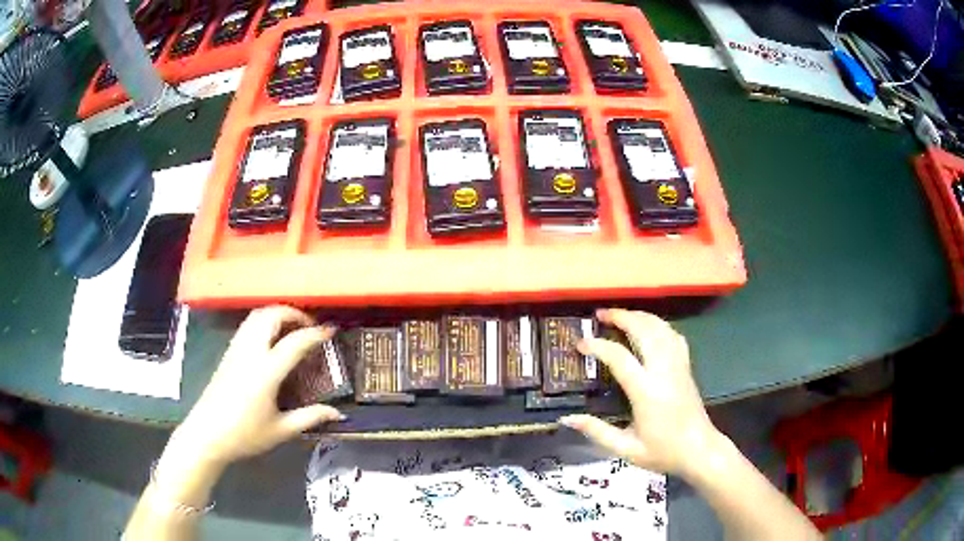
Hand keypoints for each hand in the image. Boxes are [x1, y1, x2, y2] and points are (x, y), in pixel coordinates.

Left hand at [168, 306, 344, 466]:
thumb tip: (337, 414)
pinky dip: (264, 321)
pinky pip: (248, 325)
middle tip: (309, 326)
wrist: (206, 434)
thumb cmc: (244, 435)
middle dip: (293, 313)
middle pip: (271, 316)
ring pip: (256, 316)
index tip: (331, 331)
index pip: (294, 342)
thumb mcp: (281, 430)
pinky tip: (271, 339)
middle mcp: (250, 353)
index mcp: (265, 372)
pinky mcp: (227, 353)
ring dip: (277, 314)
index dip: (316, 333)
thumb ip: (310, 418)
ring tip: (292, 328)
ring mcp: (236, 350)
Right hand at [560, 309, 722, 477]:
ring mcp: (678, 365)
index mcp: (647, 391)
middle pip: (644, 331)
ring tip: (621, 315)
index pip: (620, 357)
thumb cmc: (663, 452)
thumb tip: (567, 419)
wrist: (700, 450)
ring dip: (640, 316)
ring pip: (661, 328)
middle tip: (600, 314)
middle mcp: (664, 371)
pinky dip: (659, 325)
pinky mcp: (686, 366)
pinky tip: (649, 327)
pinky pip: (673, 335)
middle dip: (621, 317)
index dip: (598, 346)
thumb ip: (597, 432)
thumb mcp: (626, 449)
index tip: (580, 343)